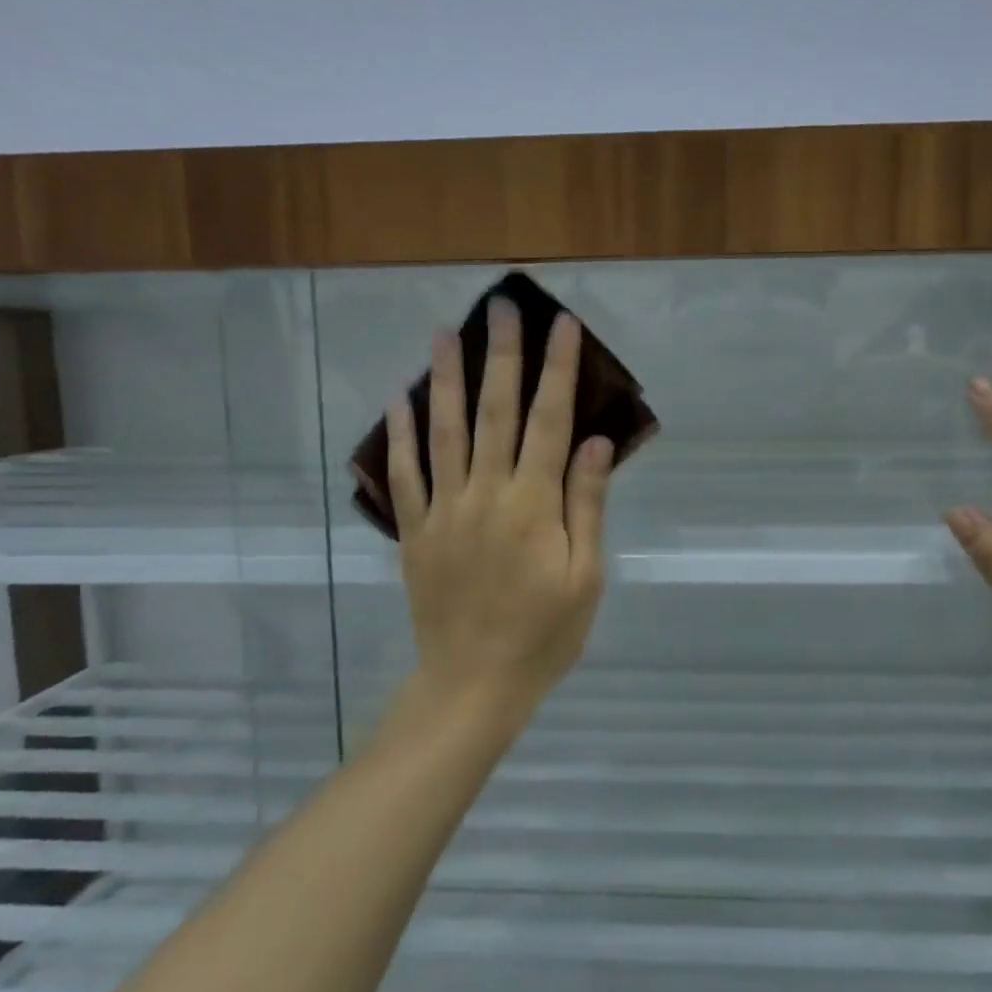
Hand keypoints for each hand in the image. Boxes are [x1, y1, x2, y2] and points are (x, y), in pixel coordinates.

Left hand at [385, 300, 613, 731]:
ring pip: (443, 431)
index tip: (562, 325)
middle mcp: (485, 493)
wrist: (473, 684)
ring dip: (443, 379)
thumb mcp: (585, 576)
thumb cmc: (543, 635)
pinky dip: (400, 435)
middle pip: (494, 412)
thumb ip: (586, 505)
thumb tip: (592, 441)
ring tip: (443, 333)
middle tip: (500, 307)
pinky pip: (404, 475)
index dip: (558, 370)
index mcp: (533, 504)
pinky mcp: (415, 531)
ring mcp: (444, 509)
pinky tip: (398, 400)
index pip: (550, 421)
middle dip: (501, 355)